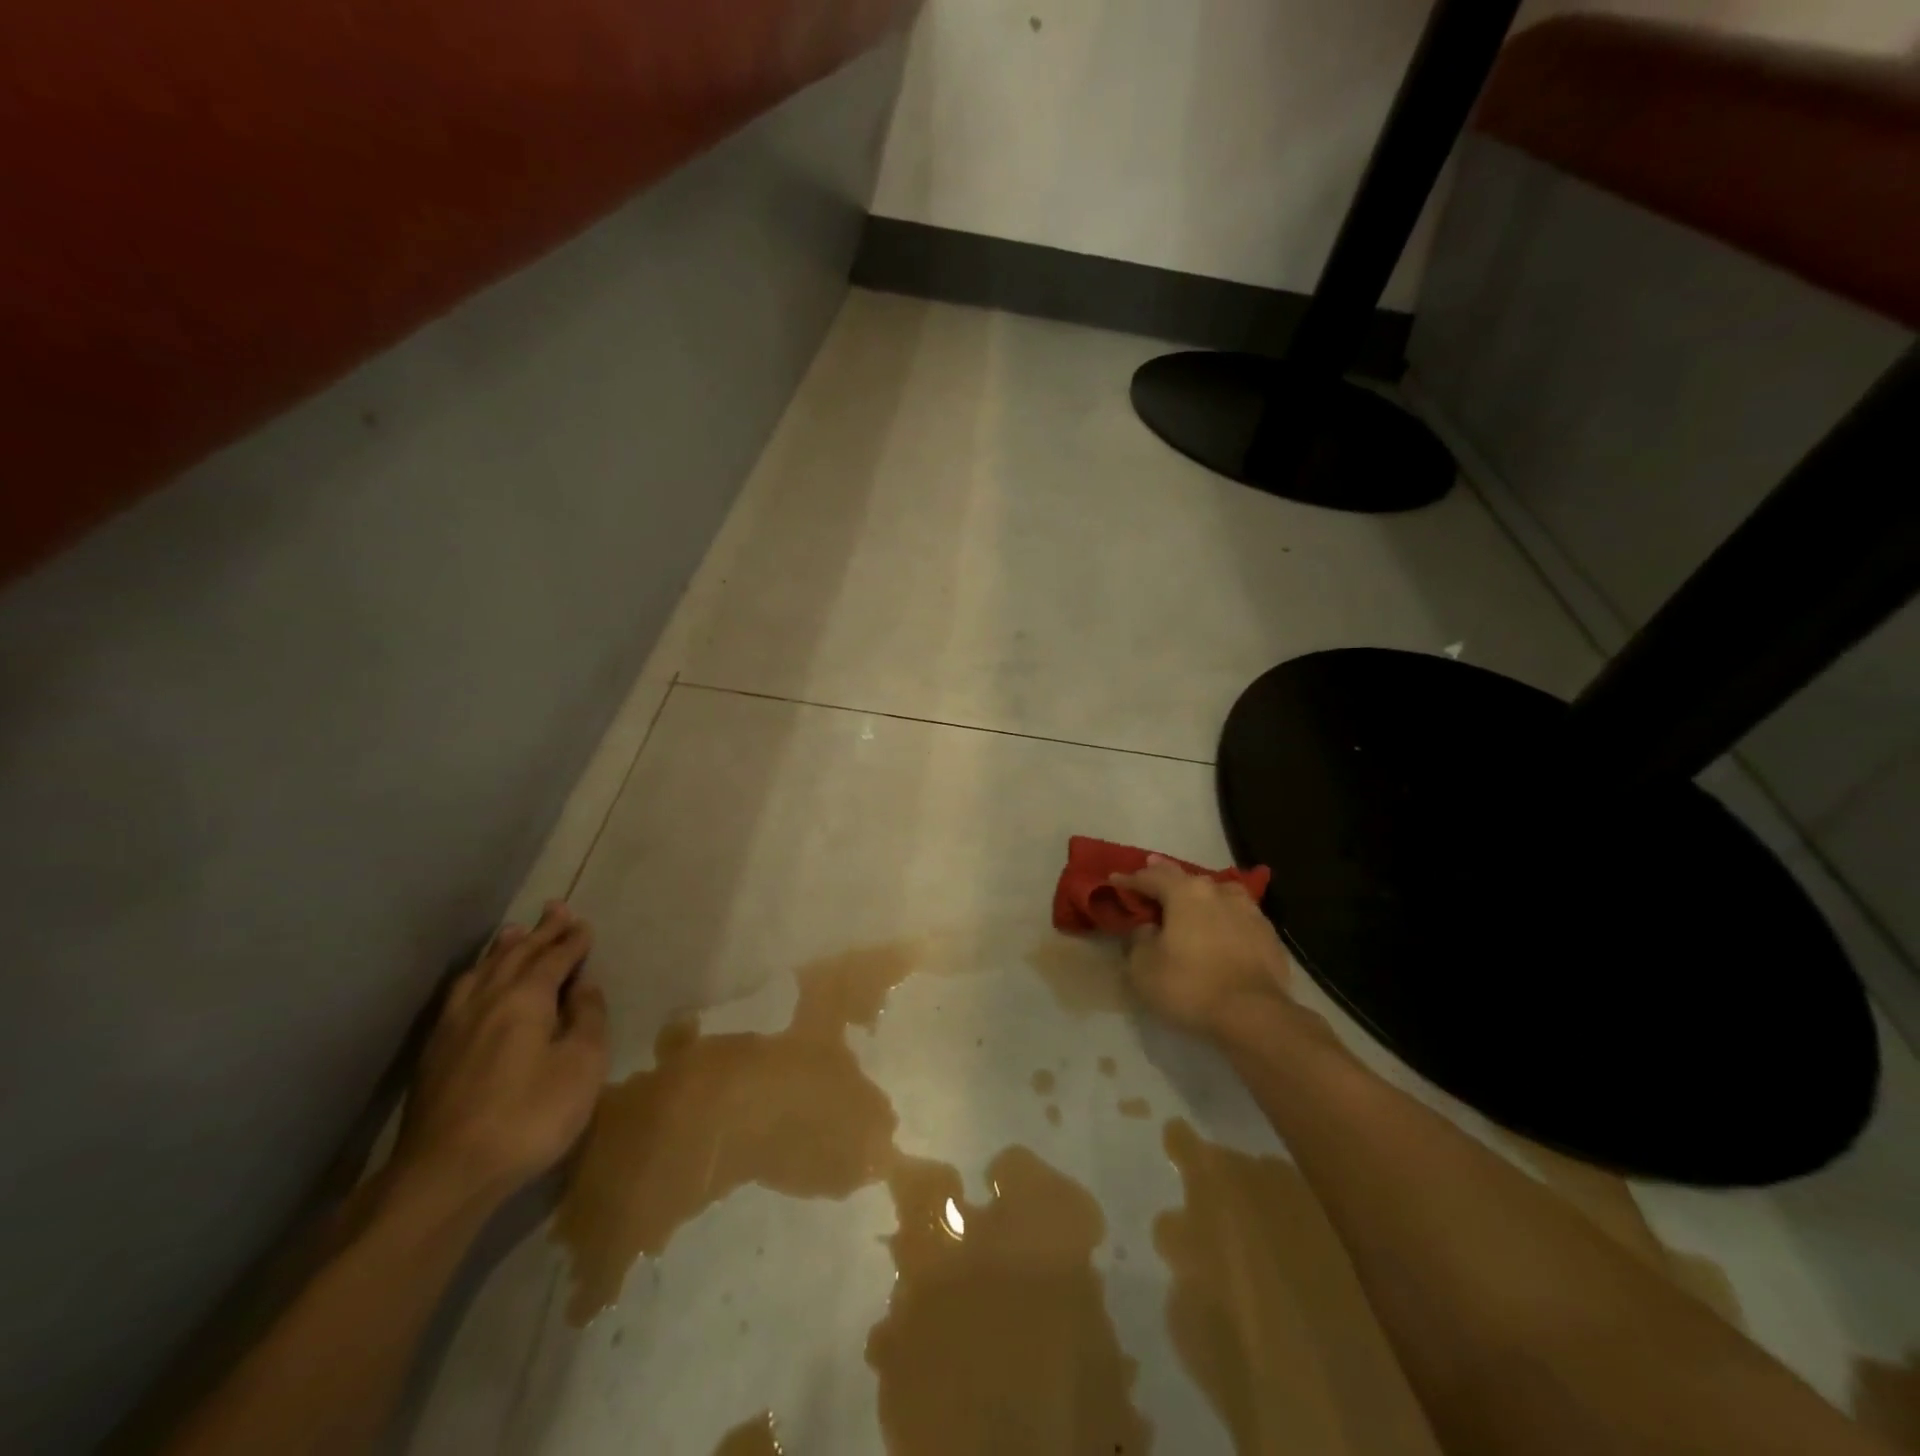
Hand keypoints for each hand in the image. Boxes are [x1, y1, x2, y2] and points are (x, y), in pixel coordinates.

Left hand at [387, 902, 608, 1213]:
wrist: (446, 1174)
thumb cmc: (530, 1115)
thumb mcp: (582, 1065)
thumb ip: (588, 1018)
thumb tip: (584, 986)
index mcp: (526, 998)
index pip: (554, 958)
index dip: (572, 941)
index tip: (585, 924)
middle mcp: (488, 999)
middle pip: (517, 955)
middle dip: (541, 931)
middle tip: (556, 908)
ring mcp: (454, 1024)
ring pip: (482, 971)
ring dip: (504, 948)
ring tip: (514, 932)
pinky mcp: (435, 1051)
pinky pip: (461, 993)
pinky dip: (477, 974)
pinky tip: (475, 982)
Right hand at [1111, 856, 1292, 1039]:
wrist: (1255, 1015)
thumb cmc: (1190, 985)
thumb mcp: (1143, 967)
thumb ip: (1139, 940)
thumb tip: (1149, 929)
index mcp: (1186, 892)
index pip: (1151, 877)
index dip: (1130, 879)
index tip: (1115, 879)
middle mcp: (1219, 892)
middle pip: (1186, 879)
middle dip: (1166, 877)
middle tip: (1151, 872)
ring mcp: (1249, 911)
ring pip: (1218, 894)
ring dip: (1200, 896)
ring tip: (1191, 899)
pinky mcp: (1269, 936)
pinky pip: (1238, 918)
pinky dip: (1223, 919)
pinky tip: (1221, 929)